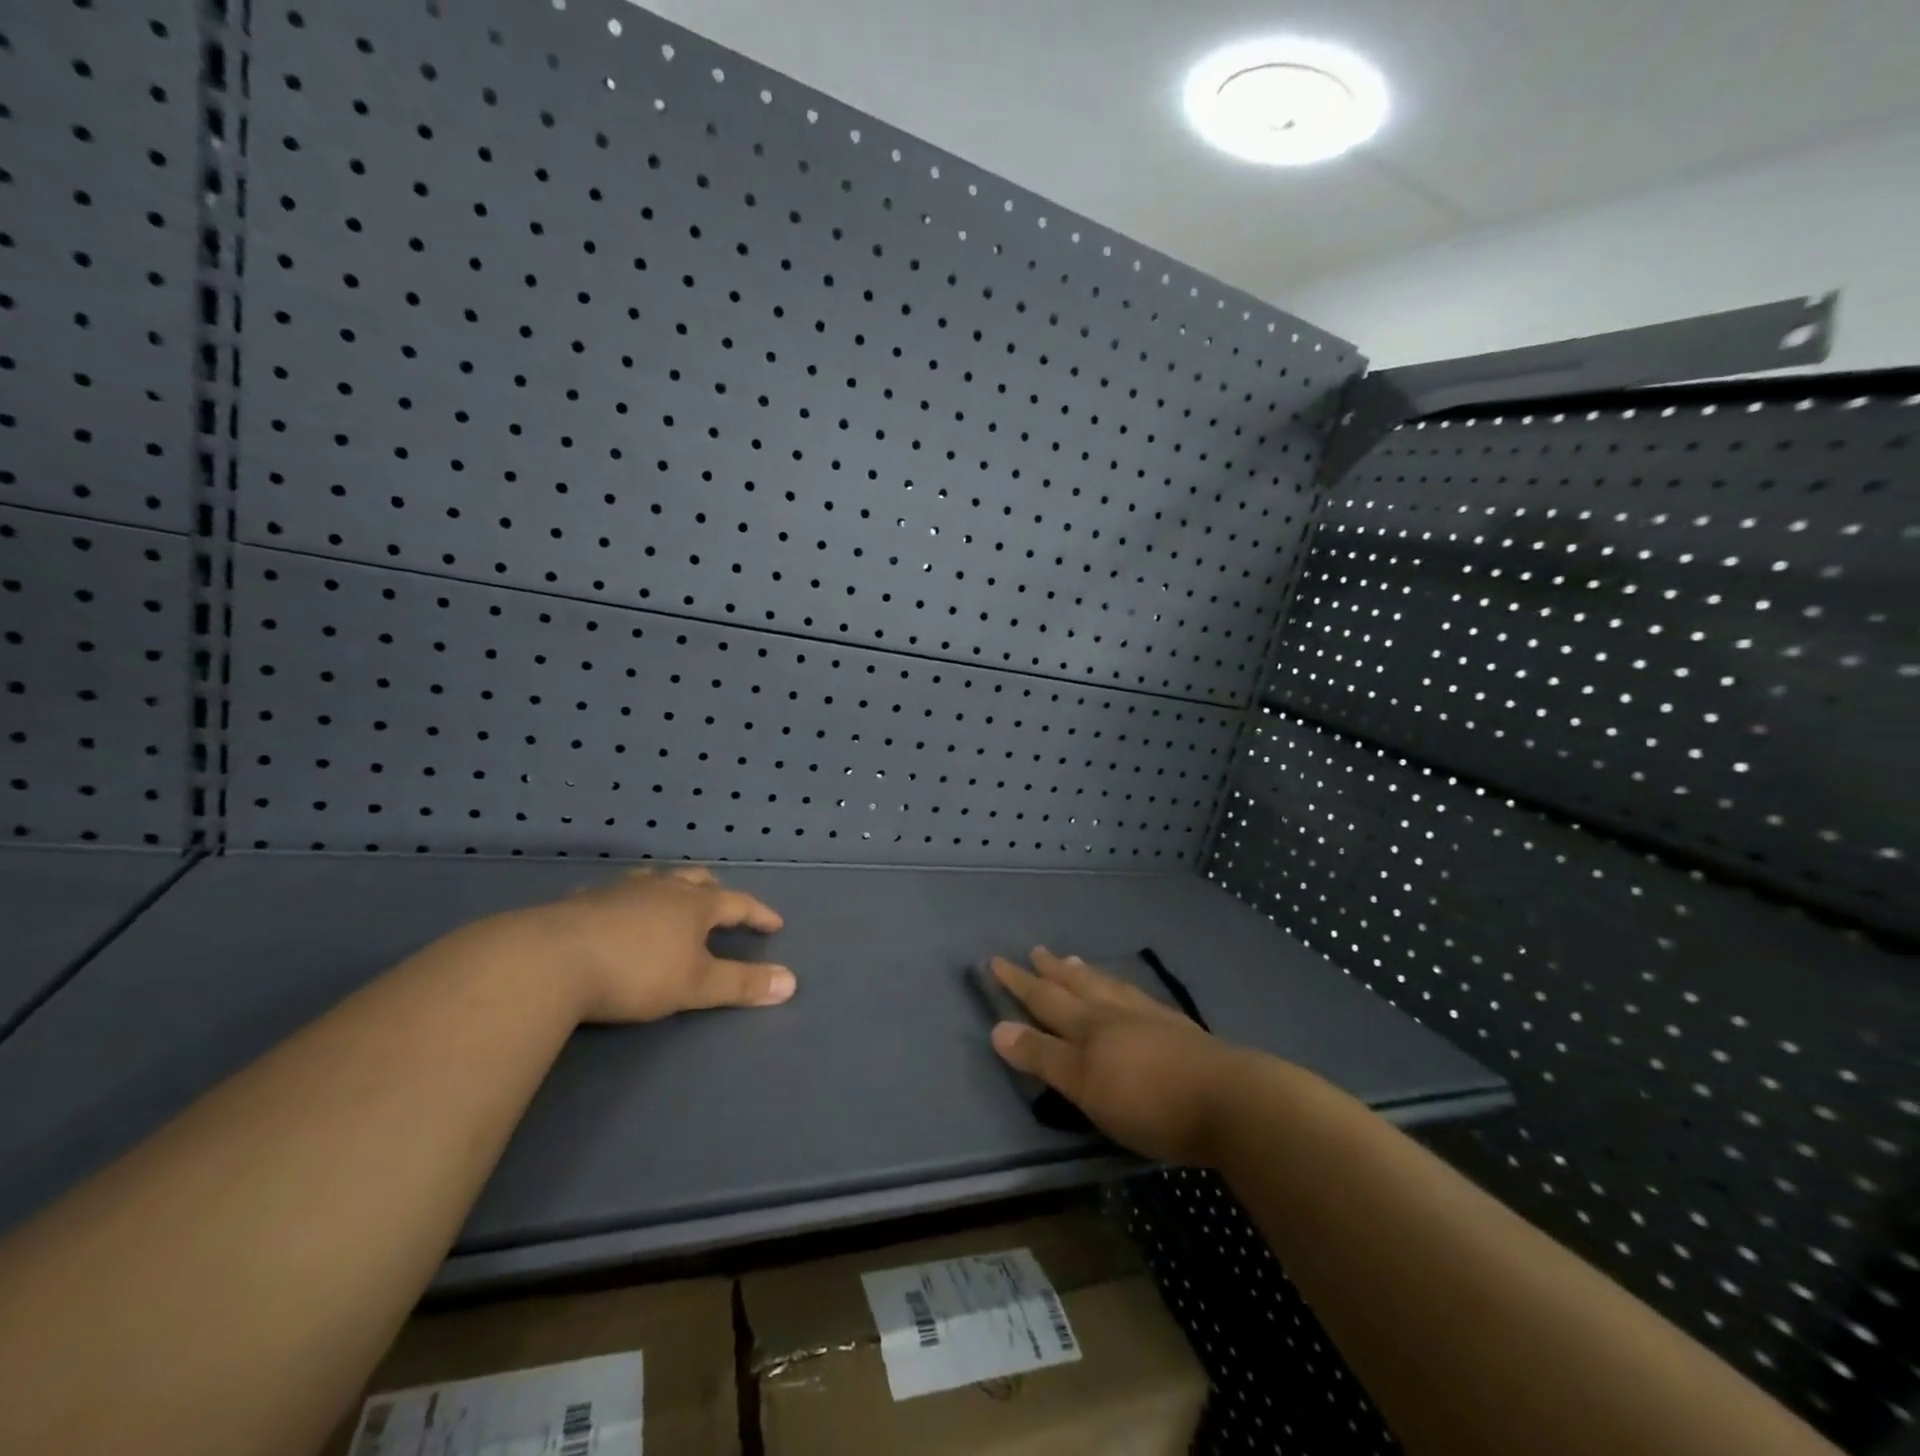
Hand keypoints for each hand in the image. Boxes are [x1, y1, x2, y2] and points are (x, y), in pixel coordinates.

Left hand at [507, 865, 793, 1023]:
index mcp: (694, 905)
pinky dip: (625, 901)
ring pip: (655, 881)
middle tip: (725, 904)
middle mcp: (662, 889)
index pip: (738, 903)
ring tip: (673, 899)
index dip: (758, 913)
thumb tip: (791, 982)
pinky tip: (613, 911)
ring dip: (671, 889)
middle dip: (716, 892)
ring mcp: (620, 892)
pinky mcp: (582, 903)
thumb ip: (742, 983)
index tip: (775, 924)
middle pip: (697, 881)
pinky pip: (612, 895)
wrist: (551, 961)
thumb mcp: (696, 985)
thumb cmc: (636, 972)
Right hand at [989, 948, 1241, 1165]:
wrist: (1229, 1101)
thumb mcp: (1085, 1086)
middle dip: (1052, 971)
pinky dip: (1124, 990)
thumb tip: (997, 1027)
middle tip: (1037, 950)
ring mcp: (1151, 1019)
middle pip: (1077, 987)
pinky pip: (1140, 998)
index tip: (996, 961)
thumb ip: (1043, 1057)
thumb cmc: (1148, 1100)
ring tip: (1076, 962)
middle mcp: (1116, 1014)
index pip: (1045, 999)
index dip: (1019, 982)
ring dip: (1088, 975)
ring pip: (1110, 987)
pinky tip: (1132, 994)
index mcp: (1090, 1027)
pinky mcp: (1181, 1031)